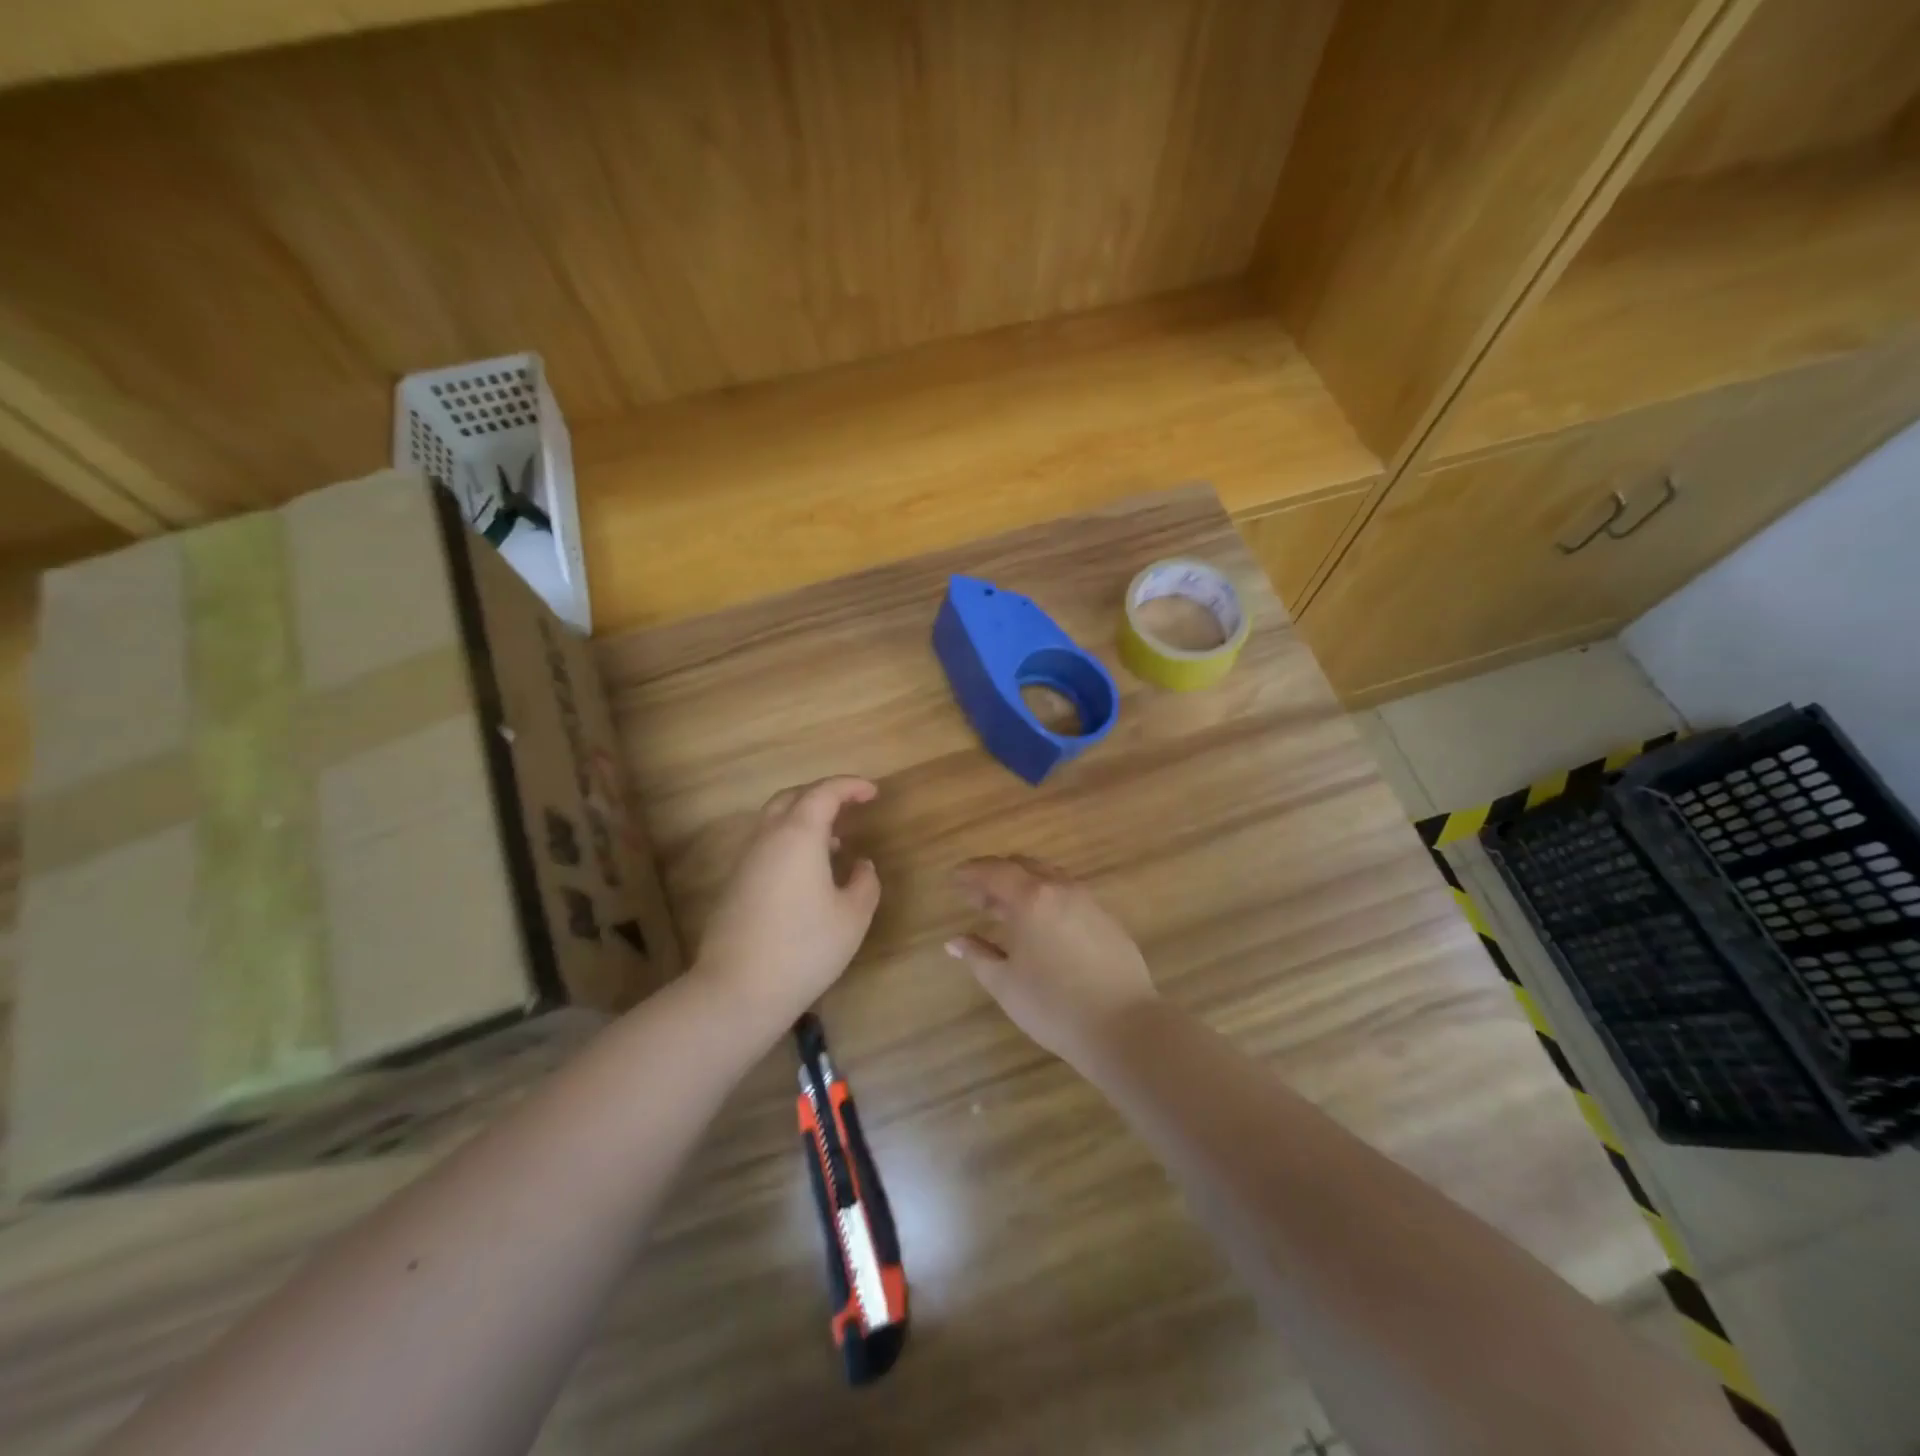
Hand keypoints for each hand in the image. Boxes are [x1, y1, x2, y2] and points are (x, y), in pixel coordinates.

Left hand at [695, 777, 881, 1041]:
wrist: (738, 990)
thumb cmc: (805, 949)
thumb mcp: (853, 917)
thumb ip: (865, 882)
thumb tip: (861, 864)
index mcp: (799, 835)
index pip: (824, 792)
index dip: (851, 786)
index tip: (873, 792)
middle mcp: (768, 837)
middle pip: (794, 797)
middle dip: (824, 794)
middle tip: (852, 806)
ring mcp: (746, 859)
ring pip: (775, 819)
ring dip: (805, 818)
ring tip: (835, 841)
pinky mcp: (735, 882)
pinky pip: (766, 843)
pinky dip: (791, 840)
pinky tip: (808, 871)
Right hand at [946, 856, 1157, 1065]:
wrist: (1123, 1025)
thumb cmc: (1053, 1005)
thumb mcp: (1005, 983)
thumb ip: (977, 955)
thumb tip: (955, 941)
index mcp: (1031, 897)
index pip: (994, 871)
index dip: (971, 872)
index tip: (954, 879)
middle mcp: (1060, 888)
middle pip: (1023, 866)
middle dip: (996, 875)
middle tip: (977, 896)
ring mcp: (1088, 901)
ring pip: (1049, 877)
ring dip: (1024, 884)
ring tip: (1007, 910)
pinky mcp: (1107, 919)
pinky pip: (1069, 895)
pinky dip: (1047, 899)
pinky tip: (1042, 926)